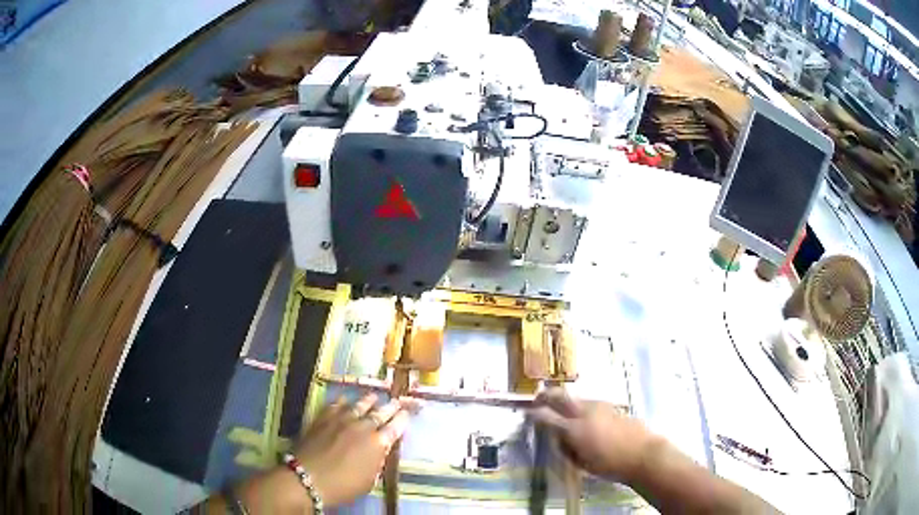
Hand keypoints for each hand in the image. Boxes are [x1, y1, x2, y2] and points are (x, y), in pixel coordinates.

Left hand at [294, 393, 419, 506]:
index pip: (396, 427)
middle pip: (380, 412)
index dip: (403, 419)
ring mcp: (342, 419)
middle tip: (397, 400)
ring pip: (360, 404)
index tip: (408, 412)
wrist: (308, 477)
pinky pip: (337, 404)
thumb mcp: (369, 480)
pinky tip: (346, 399)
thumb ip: (377, 462)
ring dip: (369, 399)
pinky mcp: (324, 417)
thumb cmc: (343, 486)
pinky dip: (344, 401)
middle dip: (391, 406)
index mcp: (378, 444)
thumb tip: (380, 450)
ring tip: (375, 395)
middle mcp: (363, 427)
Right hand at [529, 387, 658, 481]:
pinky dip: (579, 406)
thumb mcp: (582, 463)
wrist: (643, 454)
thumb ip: (567, 448)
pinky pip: (589, 402)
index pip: (547, 417)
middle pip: (560, 396)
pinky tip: (582, 416)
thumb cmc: (610, 465)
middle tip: (537, 399)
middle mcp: (585, 412)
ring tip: (560, 409)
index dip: (534, 414)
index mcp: (574, 429)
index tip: (526, 413)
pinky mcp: (611, 407)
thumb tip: (559, 438)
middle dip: (546, 396)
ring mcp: (600, 406)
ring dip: (564, 401)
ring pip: (576, 398)